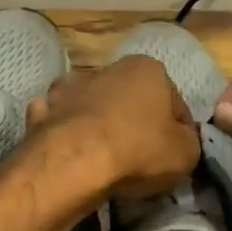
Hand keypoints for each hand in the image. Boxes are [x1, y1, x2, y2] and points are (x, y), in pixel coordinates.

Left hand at [27, 56, 201, 199]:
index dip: (179, 132)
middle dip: (136, 123)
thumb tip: (181, 140)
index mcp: (149, 69)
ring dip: (98, 123)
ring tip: (102, 156)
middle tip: (140, 159)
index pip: (175, 104)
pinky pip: (59, 121)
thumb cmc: (139, 151)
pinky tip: (69, 152)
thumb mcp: (187, 153)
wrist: (75, 162)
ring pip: (93, 106)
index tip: (175, 156)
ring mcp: (70, 87)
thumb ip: (189, 141)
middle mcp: (109, 68)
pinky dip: (64, 132)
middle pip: (131, 100)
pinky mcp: (42, 110)